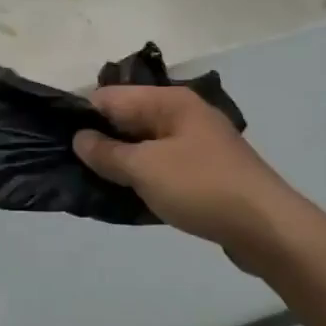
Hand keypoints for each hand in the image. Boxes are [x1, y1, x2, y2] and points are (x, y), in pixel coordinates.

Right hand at [72, 86, 299, 268]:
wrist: (267, 229)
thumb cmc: (202, 188)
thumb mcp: (145, 169)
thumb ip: (107, 152)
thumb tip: (79, 137)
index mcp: (169, 101)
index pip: (111, 97)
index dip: (82, 116)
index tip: (58, 141)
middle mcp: (182, 114)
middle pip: (128, 119)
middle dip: (100, 141)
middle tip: (72, 167)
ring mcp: (196, 144)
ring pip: (144, 146)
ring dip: (121, 163)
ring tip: (93, 184)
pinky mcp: (204, 172)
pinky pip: (161, 167)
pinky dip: (143, 178)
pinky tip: (127, 198)